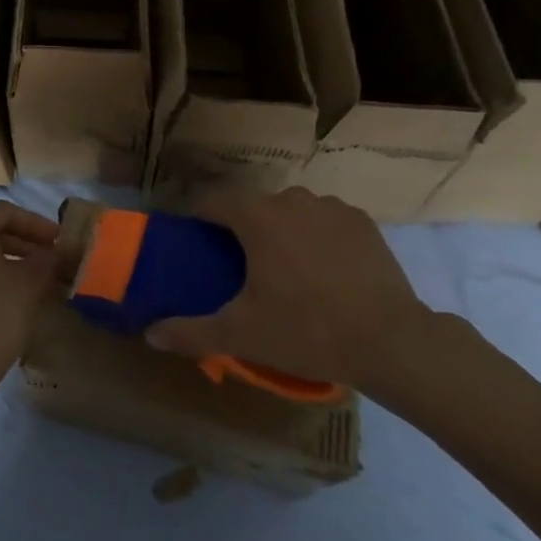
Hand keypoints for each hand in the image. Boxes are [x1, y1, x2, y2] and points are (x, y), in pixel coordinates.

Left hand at [0, 201, 60, 405]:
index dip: (35, 222)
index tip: (58, 239)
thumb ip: (46, 259)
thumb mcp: (30, 283)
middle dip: (23, 240)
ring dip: (9, 258)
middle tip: (50, 256)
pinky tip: (11, 295)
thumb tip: (56, 250)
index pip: (5, 212)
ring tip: (35, 277)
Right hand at [146, 187, 436, 403]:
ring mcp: (331, 207)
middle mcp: (291, 199)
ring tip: (287, 271)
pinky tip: (326, 271)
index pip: (214, 202)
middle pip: (254, 207)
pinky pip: (326, 221)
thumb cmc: (307, 330)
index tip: (196, 242)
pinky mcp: (362, 221)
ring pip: (292, 212)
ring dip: (282, 232)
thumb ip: (191, 331)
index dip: (200, 218)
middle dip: (243, 230)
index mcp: (256, 217)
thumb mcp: (241, 334)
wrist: (390, 341)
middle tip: (241, 268)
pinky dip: (318, 237)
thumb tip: (150, 334)